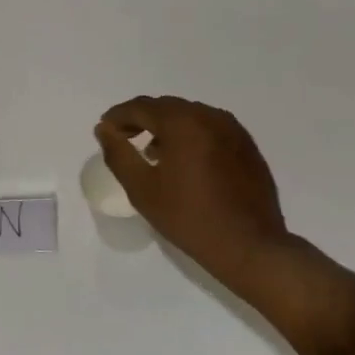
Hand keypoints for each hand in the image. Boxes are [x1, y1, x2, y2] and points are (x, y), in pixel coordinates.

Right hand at [96, 95, 354, 354]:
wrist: (250, 247)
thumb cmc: (190, 218)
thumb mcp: (142, 189)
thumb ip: (119, 154)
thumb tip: (104, 129)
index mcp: (183, 122)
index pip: (141, 107)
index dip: (118, 116)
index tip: (104, 130)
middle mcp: (209, 116)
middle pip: (166, 107)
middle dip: (141, 119)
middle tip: (124, 138)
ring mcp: (233, 130)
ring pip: (190, 116)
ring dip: (167, 127)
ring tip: (153, 152)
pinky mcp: (247, 146)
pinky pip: (210, 129)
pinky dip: (191, 136)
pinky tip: (185, 162)